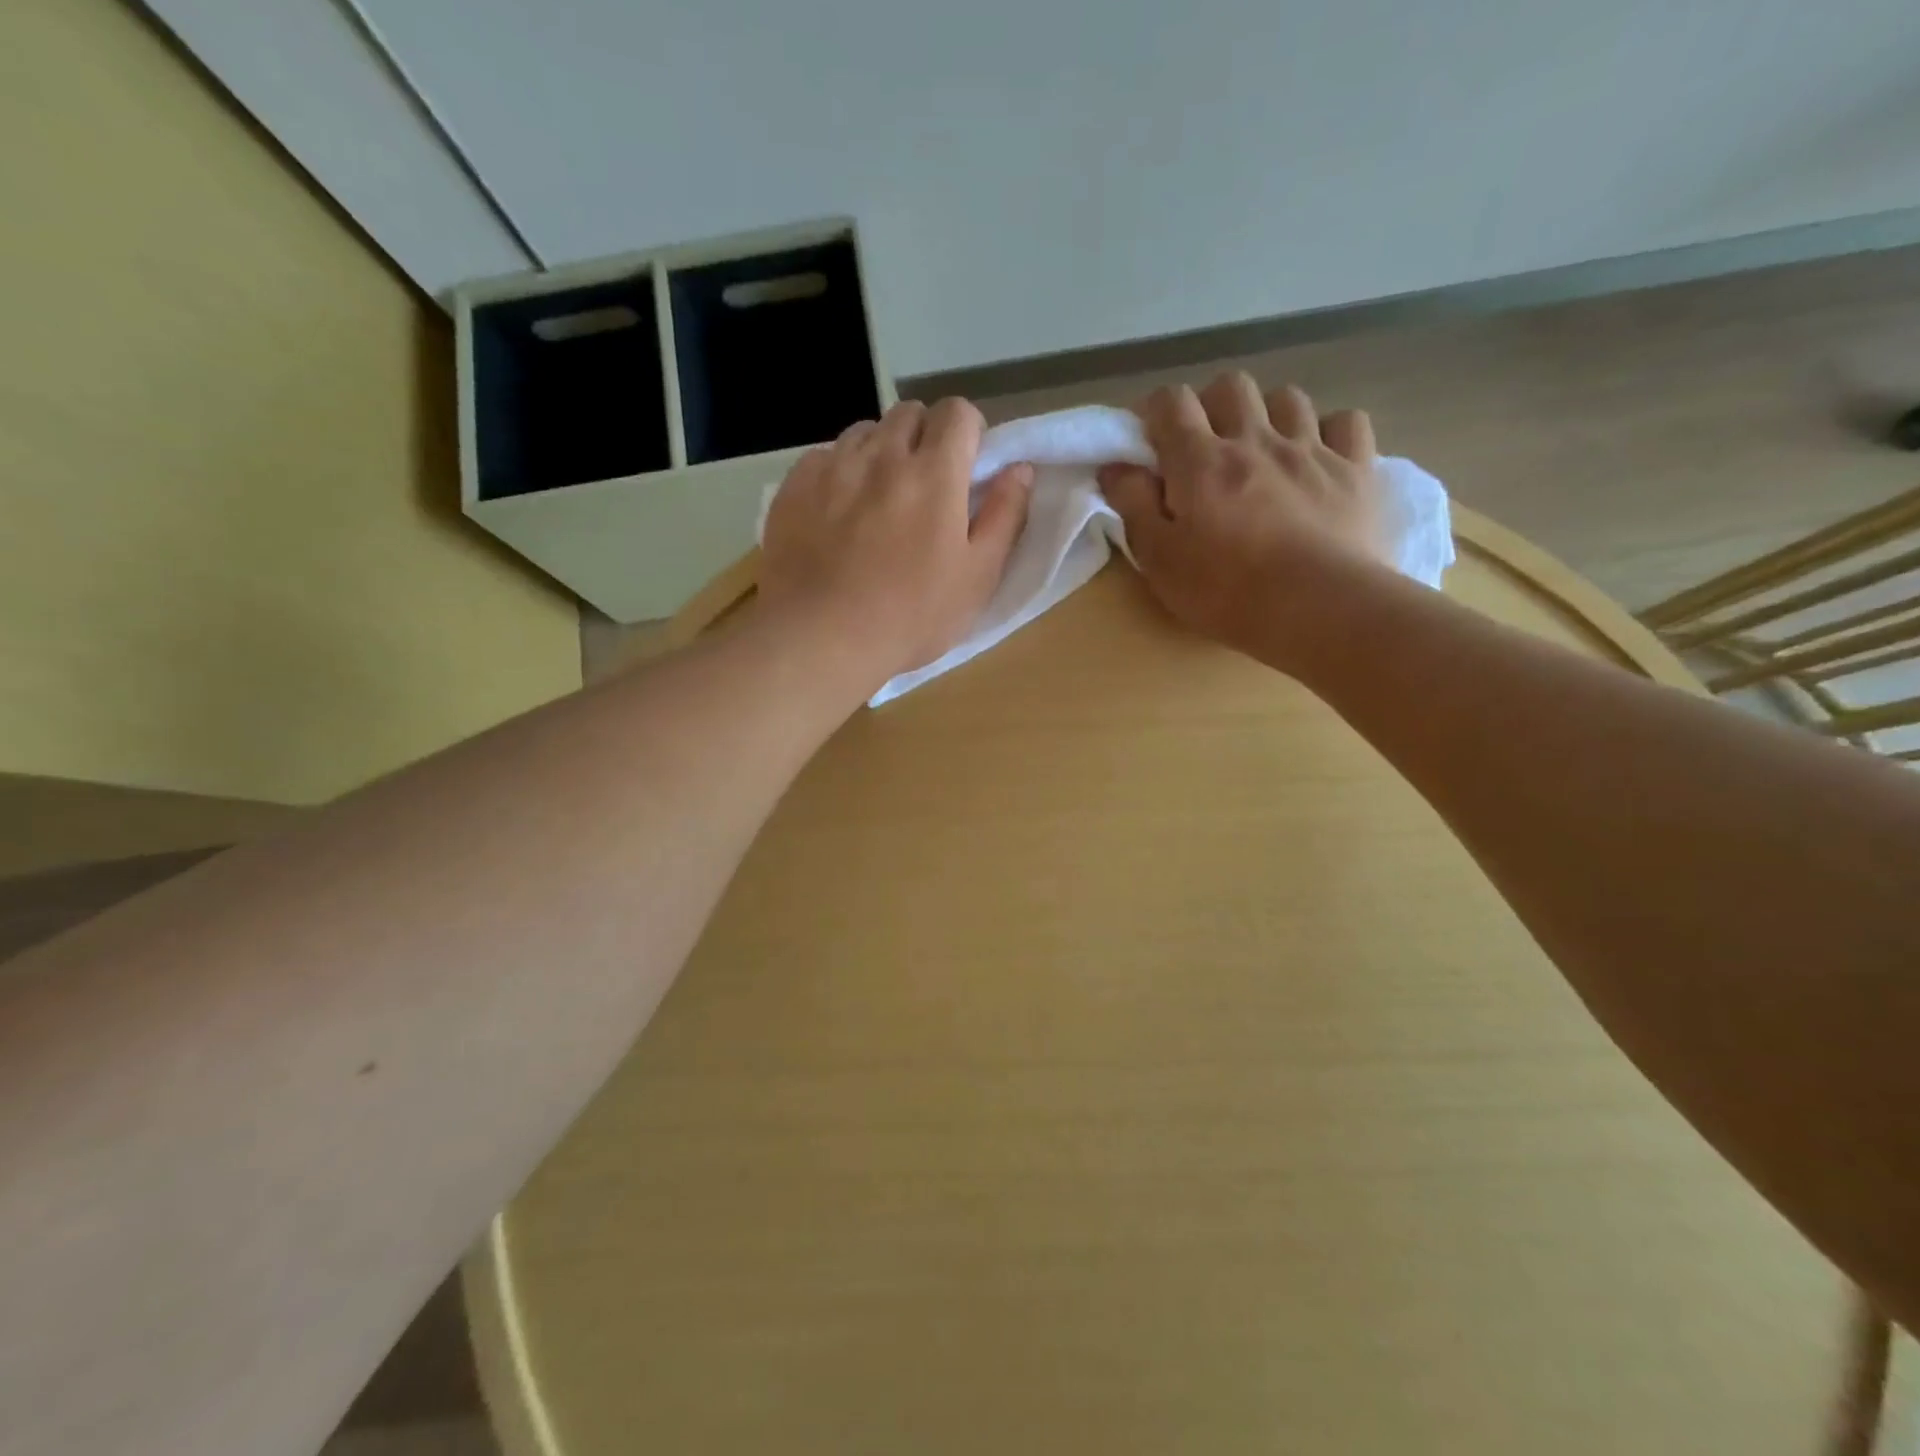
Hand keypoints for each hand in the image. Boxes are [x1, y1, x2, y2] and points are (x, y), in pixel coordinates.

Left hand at [759, 398, 1032, 694]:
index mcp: (934, 474)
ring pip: (864, 431)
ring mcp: (832, 467)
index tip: (966, 466)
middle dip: (924, 436)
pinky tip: (837, 512)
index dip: (967, 432)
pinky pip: (823, 457)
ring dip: (880, 451)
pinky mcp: (794, 486)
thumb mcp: (977, 578)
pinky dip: (838, 472)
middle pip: (909, 413)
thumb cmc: (910, 617)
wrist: (820, 638)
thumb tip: (1019, 469)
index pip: (957, 412)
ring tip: (878, 497)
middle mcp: (882, 455)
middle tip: (925, 484)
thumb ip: (1005, 517)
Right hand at [1097, 374, 1394, 669]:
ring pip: (1288, 397)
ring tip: (1262, 451)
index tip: (1149, 441)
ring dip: (1268, 415)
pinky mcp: (1355, 469)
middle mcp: (1256, 439)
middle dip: (1211, 406)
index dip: (1155, 412)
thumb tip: (1115, 465)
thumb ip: (1133, 505)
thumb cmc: (1226, 591)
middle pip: (1230, 386)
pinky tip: (1318, 458)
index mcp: (1201, 461)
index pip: (1171, 402)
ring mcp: (1311, 449)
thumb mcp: (1159, 559)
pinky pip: (1346, 422)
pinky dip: (1329, 432)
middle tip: (1205, 448)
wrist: (1319, 609)